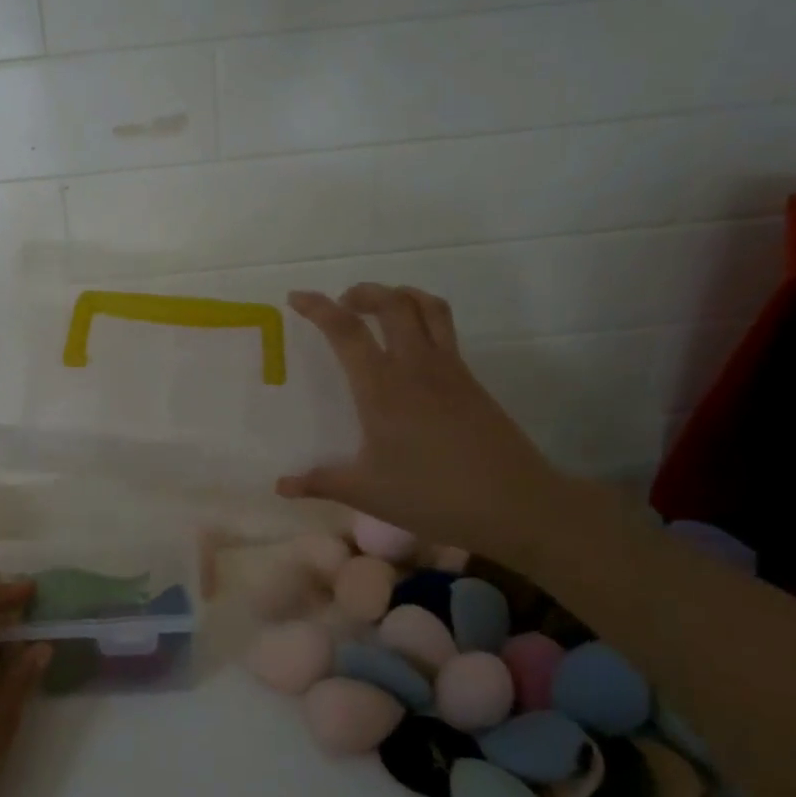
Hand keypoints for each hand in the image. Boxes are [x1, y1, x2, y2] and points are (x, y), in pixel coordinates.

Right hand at [279, 285, 569, 563]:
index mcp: (382, 389)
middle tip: (342, 303)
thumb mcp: (367, 493)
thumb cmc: (432, 496)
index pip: (346, 331)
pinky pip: (445, 329)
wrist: (514, 504)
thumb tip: (281, 486)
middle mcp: (416, 366)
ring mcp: (449, 369)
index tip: (297, 297)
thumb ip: (320, 483)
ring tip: (380, 307)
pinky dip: (423, 317)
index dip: (318, 308)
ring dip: (399, 295)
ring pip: (426, 307)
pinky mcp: (471, 379)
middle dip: (363, 292)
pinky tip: (412, 347)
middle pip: (392, 302)